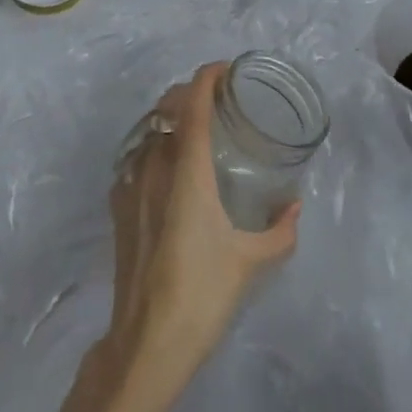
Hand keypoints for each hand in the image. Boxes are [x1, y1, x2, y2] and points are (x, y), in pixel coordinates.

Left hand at [105, 62, 299, 382]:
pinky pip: (134, 157)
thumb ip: (280, 230)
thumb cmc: (203, 294)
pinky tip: (168, 168)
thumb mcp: (252, 261)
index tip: (225, 70)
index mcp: (187, 170)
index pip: (192, 104)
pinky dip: (153, 147)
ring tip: (194, 129)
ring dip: (170, 118)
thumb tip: (294, 207)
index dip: (207, 77)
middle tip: (217, 100)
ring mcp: (129, 183)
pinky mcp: (117, 204)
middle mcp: (154, 165)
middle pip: (166, 108)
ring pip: (148, 130)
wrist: (146, 342)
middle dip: (189, 93)